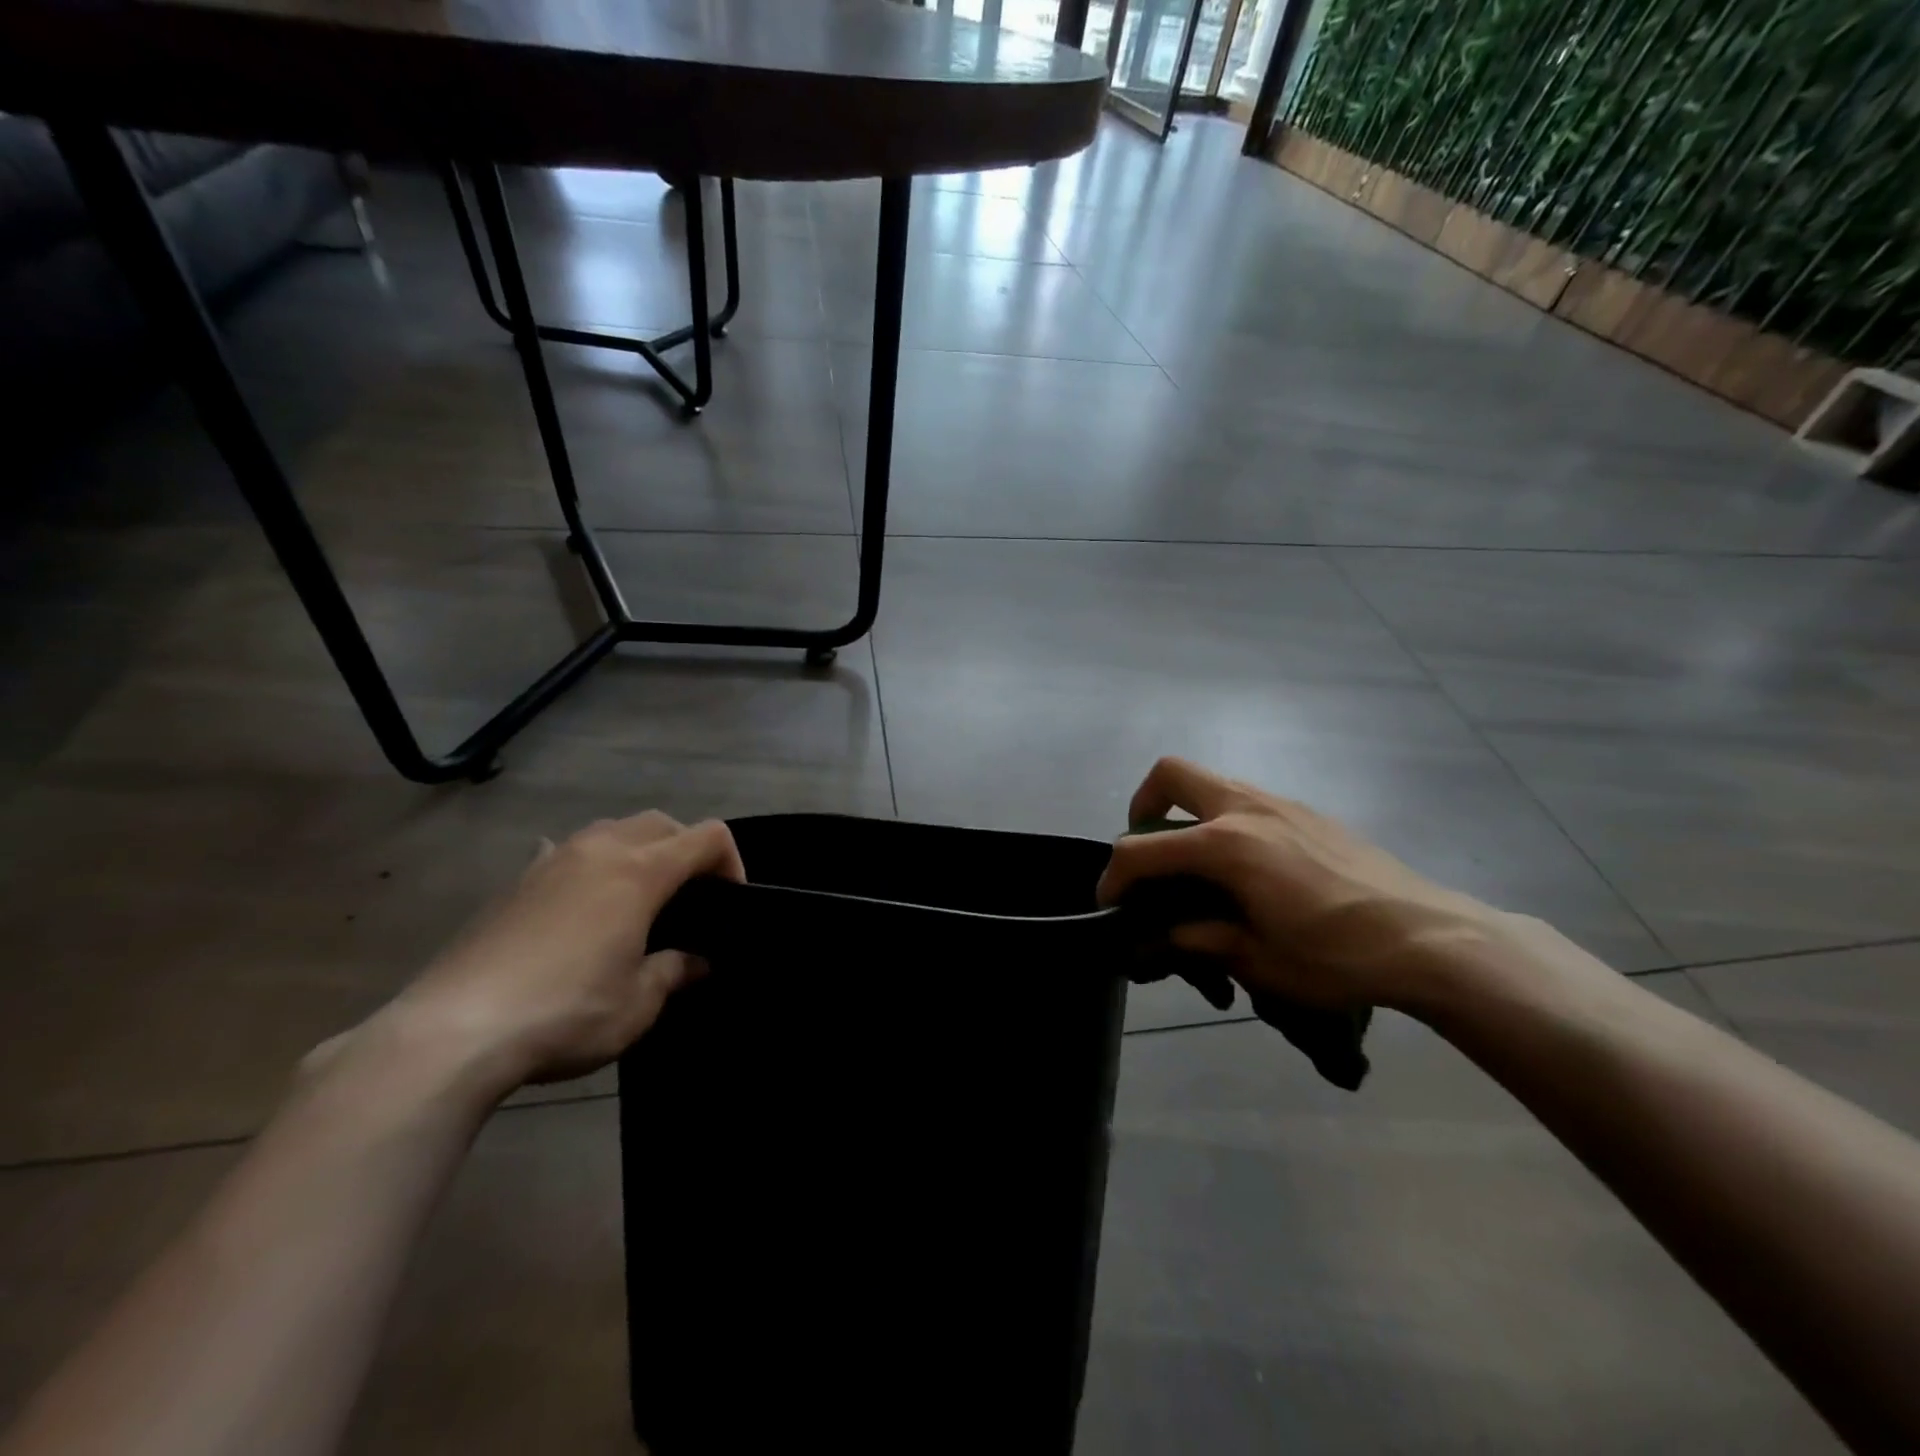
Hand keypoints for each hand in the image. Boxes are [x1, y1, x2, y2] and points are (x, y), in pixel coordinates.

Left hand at [375, 811, 743, 1092]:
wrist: (453, 1031)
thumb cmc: (564, 1012)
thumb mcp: (637, 1003)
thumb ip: (674, 971)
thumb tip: (697, 962)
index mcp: (640, 872)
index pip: (707, 837)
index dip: (732, 861)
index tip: (730, 901)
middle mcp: (599, 850)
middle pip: (661, 823)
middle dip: (687, 849)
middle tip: (690, 896)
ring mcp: (552, 860)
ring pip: (612, 829)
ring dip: (638, 850)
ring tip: (637, 897)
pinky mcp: (516, 881)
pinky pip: (565, 851)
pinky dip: (588, 863)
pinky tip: (578, 900)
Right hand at [1097, 758, 1507, 1011]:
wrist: (1432, 939)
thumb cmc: (1338, 956)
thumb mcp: (1257, 961)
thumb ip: (1199, 939)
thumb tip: (1164, 936)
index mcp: (1225, 845)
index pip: (1143, 849)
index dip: (1114, 876)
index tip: (1109, 905)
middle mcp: (1246, 809)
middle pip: (1170, 775)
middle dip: (1143, 806)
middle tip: (1149, 851)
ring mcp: (1281, 804)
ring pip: (1211, 783)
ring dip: (1187, 814)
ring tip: (1197, 866)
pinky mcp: (1309, 813)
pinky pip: (1247, 801)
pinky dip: (1226, 822)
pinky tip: (1249, 870)